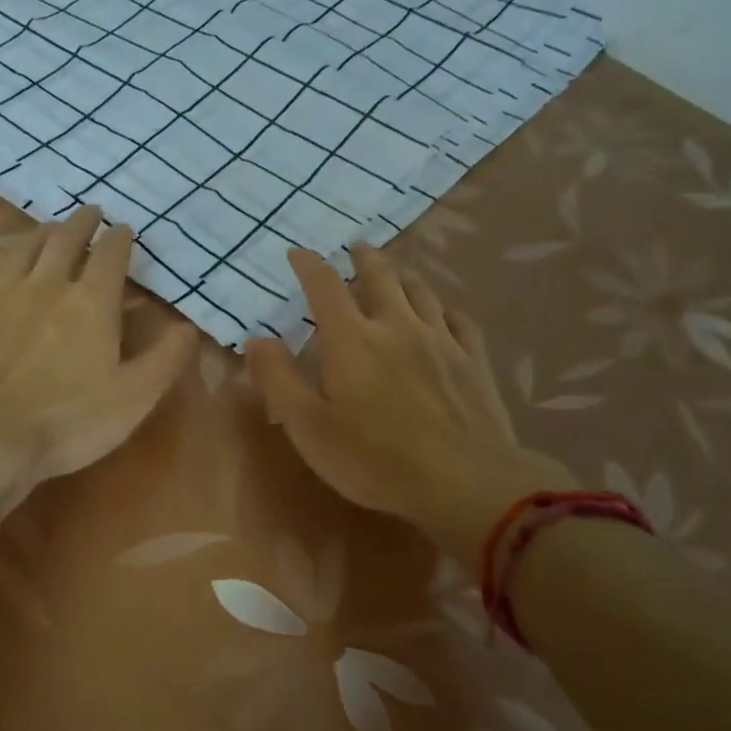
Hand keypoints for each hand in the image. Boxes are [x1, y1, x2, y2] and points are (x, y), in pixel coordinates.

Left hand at [0, 205, 195, 498]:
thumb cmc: (68, 420)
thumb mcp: (135, 397)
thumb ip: (166, 359)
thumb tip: (188, 327)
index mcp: (91, 302)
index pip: (110, 256)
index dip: (120, 239)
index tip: (125, 229)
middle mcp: (46, 286)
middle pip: (64, 241)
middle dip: (81, 223)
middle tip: (90, 212)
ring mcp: (1, 297)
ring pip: (22, 251)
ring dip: (40, 234)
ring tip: (50, 228)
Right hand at [245, 243, 574, 576]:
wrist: (463, 481)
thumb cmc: (373, 459)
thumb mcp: (308, 426)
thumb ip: (279, 379)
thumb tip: (256, 338)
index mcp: (352, 339)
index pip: (325, 286)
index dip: (308, 265)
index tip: (298, 253)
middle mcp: (397, 326)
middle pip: (380, 275)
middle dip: (363, 258)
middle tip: (355, 248)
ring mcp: (441, 340)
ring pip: (421, 291)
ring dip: (403, 275)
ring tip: (395, 271)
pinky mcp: (474, 361)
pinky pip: (459, 320)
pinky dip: (445, 309)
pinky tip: (443, 314)